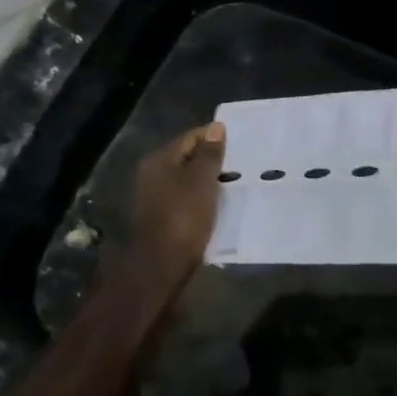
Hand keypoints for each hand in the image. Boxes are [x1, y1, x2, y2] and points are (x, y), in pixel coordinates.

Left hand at [125, 122, 226, 285]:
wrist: (160, 269)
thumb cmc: (182, 219)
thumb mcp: (201, 182)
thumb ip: (209, 154)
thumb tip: (216, 127)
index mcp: (159, 160)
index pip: (191, 137)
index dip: (215, 138)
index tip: (241, 145)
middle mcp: (153, 175)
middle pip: (189, 159)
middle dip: (214, 161)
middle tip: (243, 165)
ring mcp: (156, 198)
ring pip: (189, 181)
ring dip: (210, 182)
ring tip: (237, 186)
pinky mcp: (163, 219)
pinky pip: (188, 200)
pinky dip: (204, 200)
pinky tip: (221, 206)